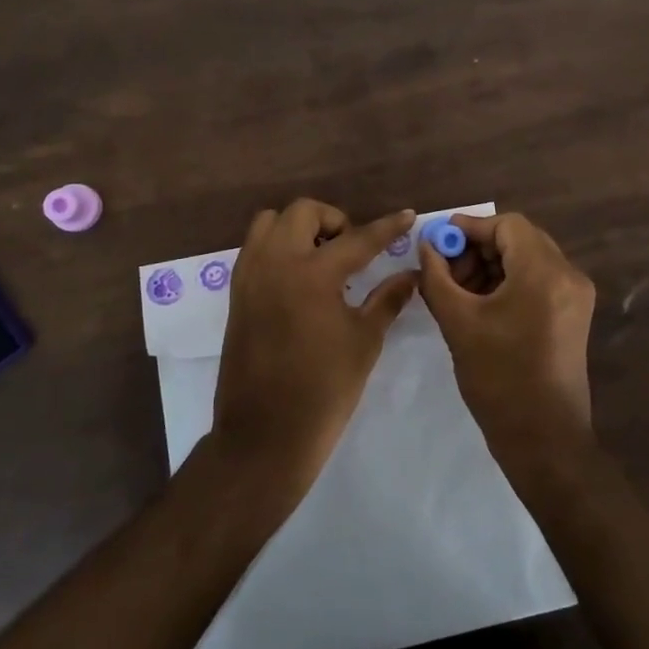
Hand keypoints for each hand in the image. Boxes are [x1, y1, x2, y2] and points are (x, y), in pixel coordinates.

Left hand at [209, 199, 418, 499]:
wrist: (264, 436)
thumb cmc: (323, 390)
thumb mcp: (364, 342)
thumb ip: (388, 299)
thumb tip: (411, 274)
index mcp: (312, 274)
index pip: (358, 238)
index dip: (387, 227)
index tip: (407, 216)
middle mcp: (275, 262)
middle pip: (303, 212)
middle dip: (333, 220)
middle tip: (352, 249)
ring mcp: (250, 275)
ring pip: (270, 223)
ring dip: (298, 228)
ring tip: (321, 258)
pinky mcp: (236, 293)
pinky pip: (255, 248)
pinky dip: (278, 247)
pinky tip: (299, 278)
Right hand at [418, 212, 596, 477]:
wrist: (544, 441)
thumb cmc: (499, 379)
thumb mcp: (458, 323)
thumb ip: (437, 277)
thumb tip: (426, 246)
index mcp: (545, 273)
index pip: (507, 225)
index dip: (470, 227)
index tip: (438, 242)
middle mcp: (568, 275)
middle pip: (519, 239)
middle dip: (478, 248)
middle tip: (445, 270)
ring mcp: (575, 296)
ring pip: (528, 259)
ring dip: (492, 266)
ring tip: (458, 291)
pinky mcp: (573, 315)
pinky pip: (538, 280)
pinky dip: (509, 282)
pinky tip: (480, 304)